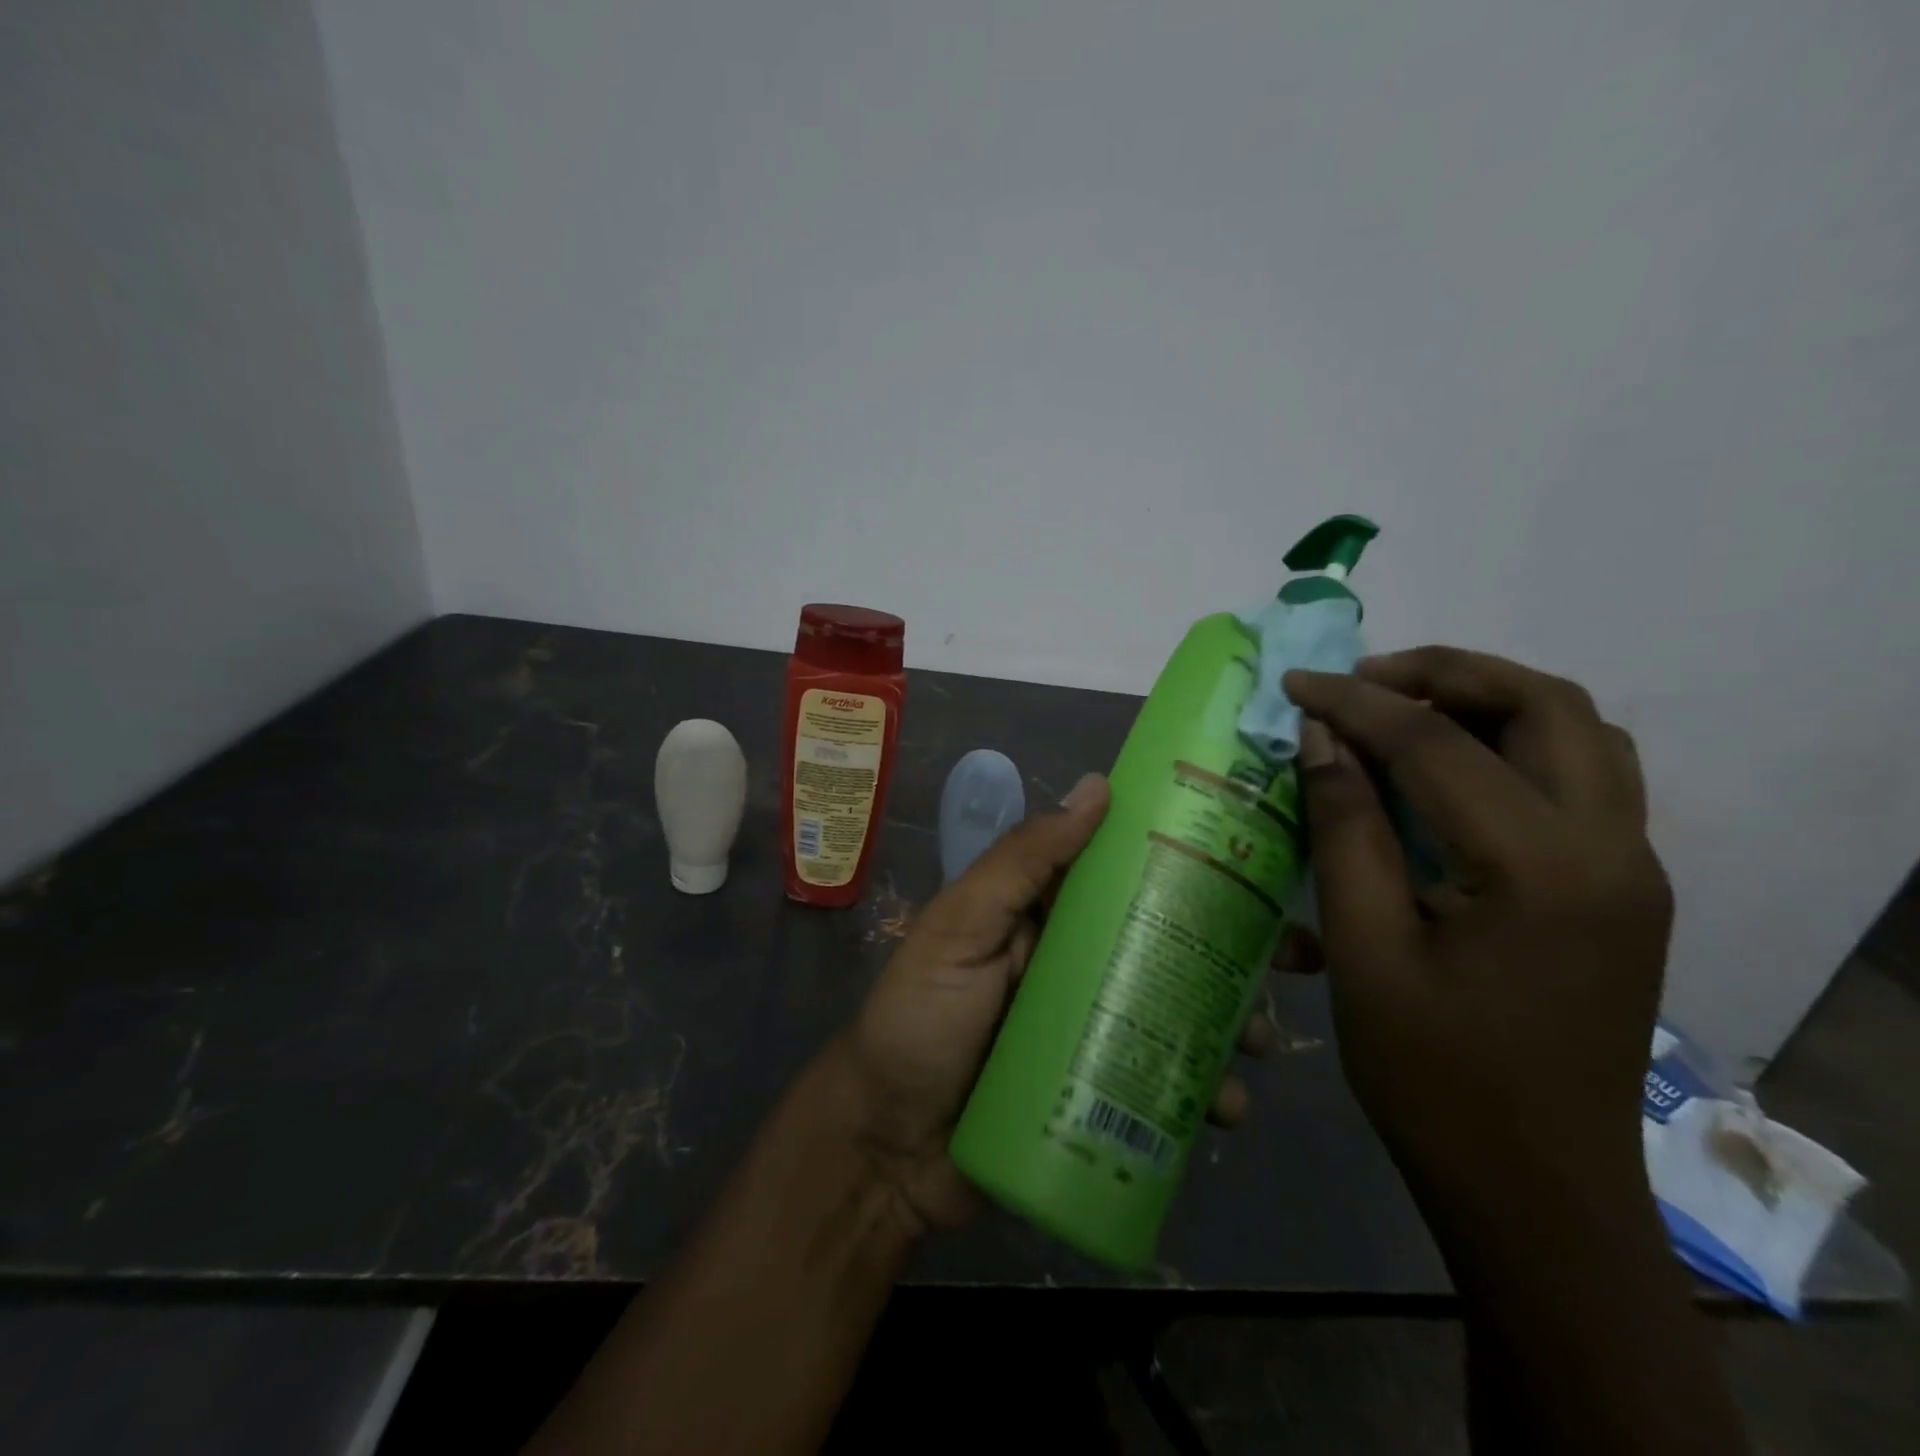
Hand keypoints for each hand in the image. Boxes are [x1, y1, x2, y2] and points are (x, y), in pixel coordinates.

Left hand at [835, 772, 1309, 1233]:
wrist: (887, 1152)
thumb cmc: (918, 1023)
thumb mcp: (959, 929)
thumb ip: (1021, 861)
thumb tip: (1098, 786)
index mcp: (1048, 913)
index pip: (1128, 871)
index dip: (1190, 860)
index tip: (1260, 857)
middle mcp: (1077, 961)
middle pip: (1168, 940)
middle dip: (1234, 945)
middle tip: (1301, 956)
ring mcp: (1093, 1028)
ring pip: (1178, 1009)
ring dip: (1230, 1020)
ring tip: (1262, 1043)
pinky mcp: (1101, 1091)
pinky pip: (1165, 1078)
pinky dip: (1203, 1089)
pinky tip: (1229, 1108)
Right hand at [1284, 647, 1669, 1203]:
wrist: (1537, 1188)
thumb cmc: (1432, 1077)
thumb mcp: (1365, 951)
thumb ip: (1345, 831)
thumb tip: (1322, 740)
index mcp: (1539, 868)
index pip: (1437, 743)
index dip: (1356, 703)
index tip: (1296, 683)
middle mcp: (1610, 849)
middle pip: (1545, 705)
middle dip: (1446, 673)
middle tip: (1364, 681)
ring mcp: (1631, 869)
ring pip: (1579, 732)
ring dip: (1491, 699)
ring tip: (1404, 710)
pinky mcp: (1623, 890)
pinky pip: (1584, 776)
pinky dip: (1517, 742)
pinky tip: (1452, 770)